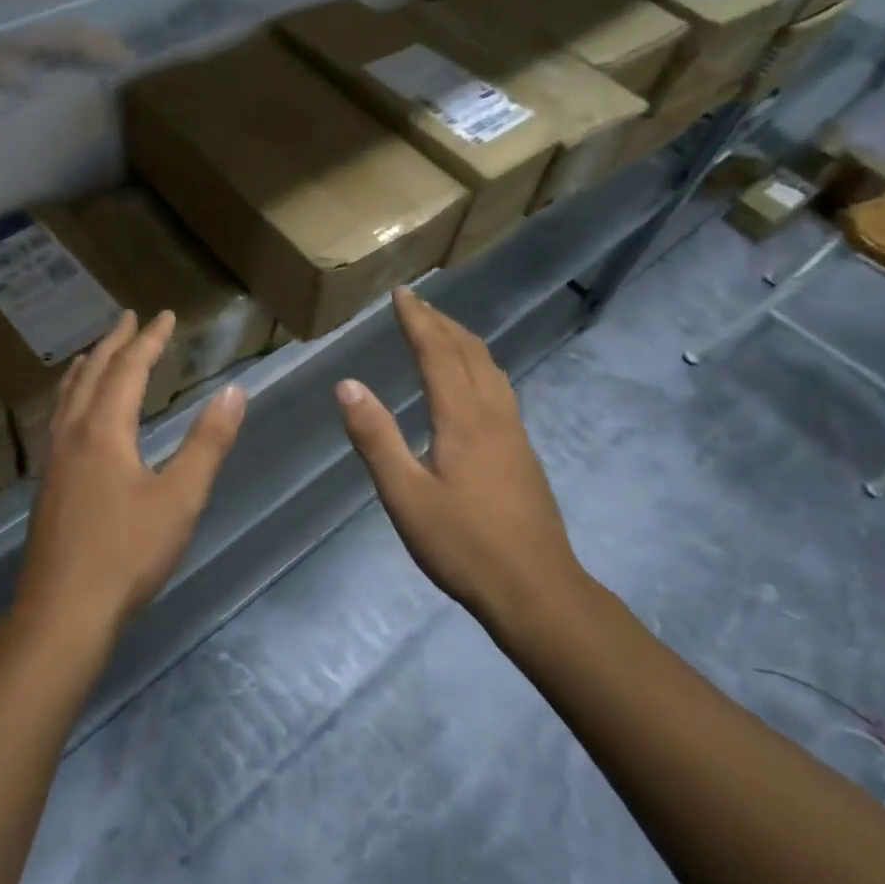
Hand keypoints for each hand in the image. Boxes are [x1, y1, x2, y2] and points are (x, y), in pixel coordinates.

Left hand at [15, 310, 247, 640]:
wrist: (62, 612)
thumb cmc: (126, 553)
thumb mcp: (180, 498)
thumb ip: (207, 443)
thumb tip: (233, 392)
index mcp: (104, 430)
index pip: (129, 369)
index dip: (149, 339)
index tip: (165, 315)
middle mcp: (73, 434)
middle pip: (93, 374)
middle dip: (114, 342)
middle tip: (129, 318)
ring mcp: (54, 460)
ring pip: (68, 397)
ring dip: (87, 368)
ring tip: (94, 354)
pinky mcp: (47, 485)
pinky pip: (59, 419)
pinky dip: (71, 397)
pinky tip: (74, 417)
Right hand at [335, 288, 584, 627]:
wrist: (537, 590)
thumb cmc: (463, 544)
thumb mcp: (405, 495)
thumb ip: (376, 437)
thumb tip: (348, 384)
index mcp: (462, 418)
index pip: (437, 352)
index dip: (417, 320)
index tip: (401, 294)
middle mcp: (493, 413)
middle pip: (468, 352)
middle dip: (440, 322)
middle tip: (416, 302)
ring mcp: (514, 432)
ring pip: (490, 368)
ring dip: (463, 340)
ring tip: (442, 329)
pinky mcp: (522, 451)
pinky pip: (499, 387)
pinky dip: (478, 364)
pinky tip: (473, 381)